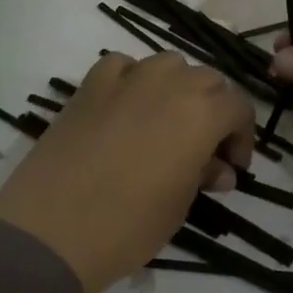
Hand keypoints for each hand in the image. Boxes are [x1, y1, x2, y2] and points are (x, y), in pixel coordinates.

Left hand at [0, 52, 255, 292]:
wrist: (51, 228)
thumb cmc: (127, 225)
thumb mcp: (179, 205)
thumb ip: (203, 174)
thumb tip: (216, 167)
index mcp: (201, 113)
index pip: (238, 106)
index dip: (241, 136)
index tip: (232, 166)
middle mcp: (169, 83)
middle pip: (207, 80)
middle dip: (213, 110)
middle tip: (203, 149)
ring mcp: (126, 78)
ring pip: (168, 65)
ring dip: (177, 88)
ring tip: (166, 124)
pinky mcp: (89, 84)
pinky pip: (123, 66)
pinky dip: (133, 80)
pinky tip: (126, 106)